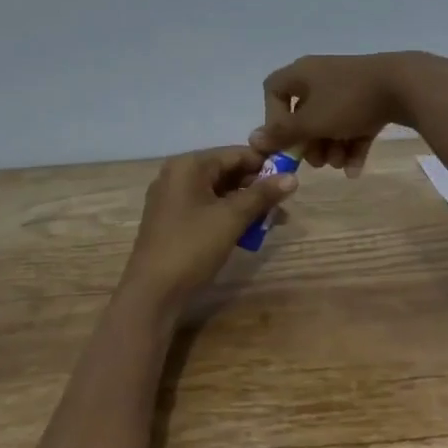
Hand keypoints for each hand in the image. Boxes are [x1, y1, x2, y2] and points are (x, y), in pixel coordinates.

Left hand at [119, 147, 297, 310]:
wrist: (153, 293)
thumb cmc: (192, 246)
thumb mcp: (232, 218)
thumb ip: (262, 194)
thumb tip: (293, 177)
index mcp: (188, 166)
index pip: (235, 154)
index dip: (265, 163)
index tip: (292, 175)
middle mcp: (178, 176)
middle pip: (227, 172)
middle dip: (258, 188)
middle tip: (286, 203)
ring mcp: (174, 200)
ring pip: (220, 193)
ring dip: (248, 205)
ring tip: (277, 220)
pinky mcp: (175, 222)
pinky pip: (209, 209)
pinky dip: (231, 217)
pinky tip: (253, 232)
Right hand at [252, 51, 447, 174]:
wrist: (405, 85)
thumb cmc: (348, 101)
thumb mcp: (311, 121)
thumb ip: (282, 133)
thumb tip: (253, 139)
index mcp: (302, 74)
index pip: (274, 91)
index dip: (273, 118)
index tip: (285, 139)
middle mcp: (322, 77)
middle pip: (304, 113)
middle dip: (309, 143)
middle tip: (317, 162)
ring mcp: (349, 88)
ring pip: (330, 123)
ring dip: (331, 148)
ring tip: (340, 165)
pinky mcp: (372, 99)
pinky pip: (354, 125)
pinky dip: (352, 146)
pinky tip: (356, 170)